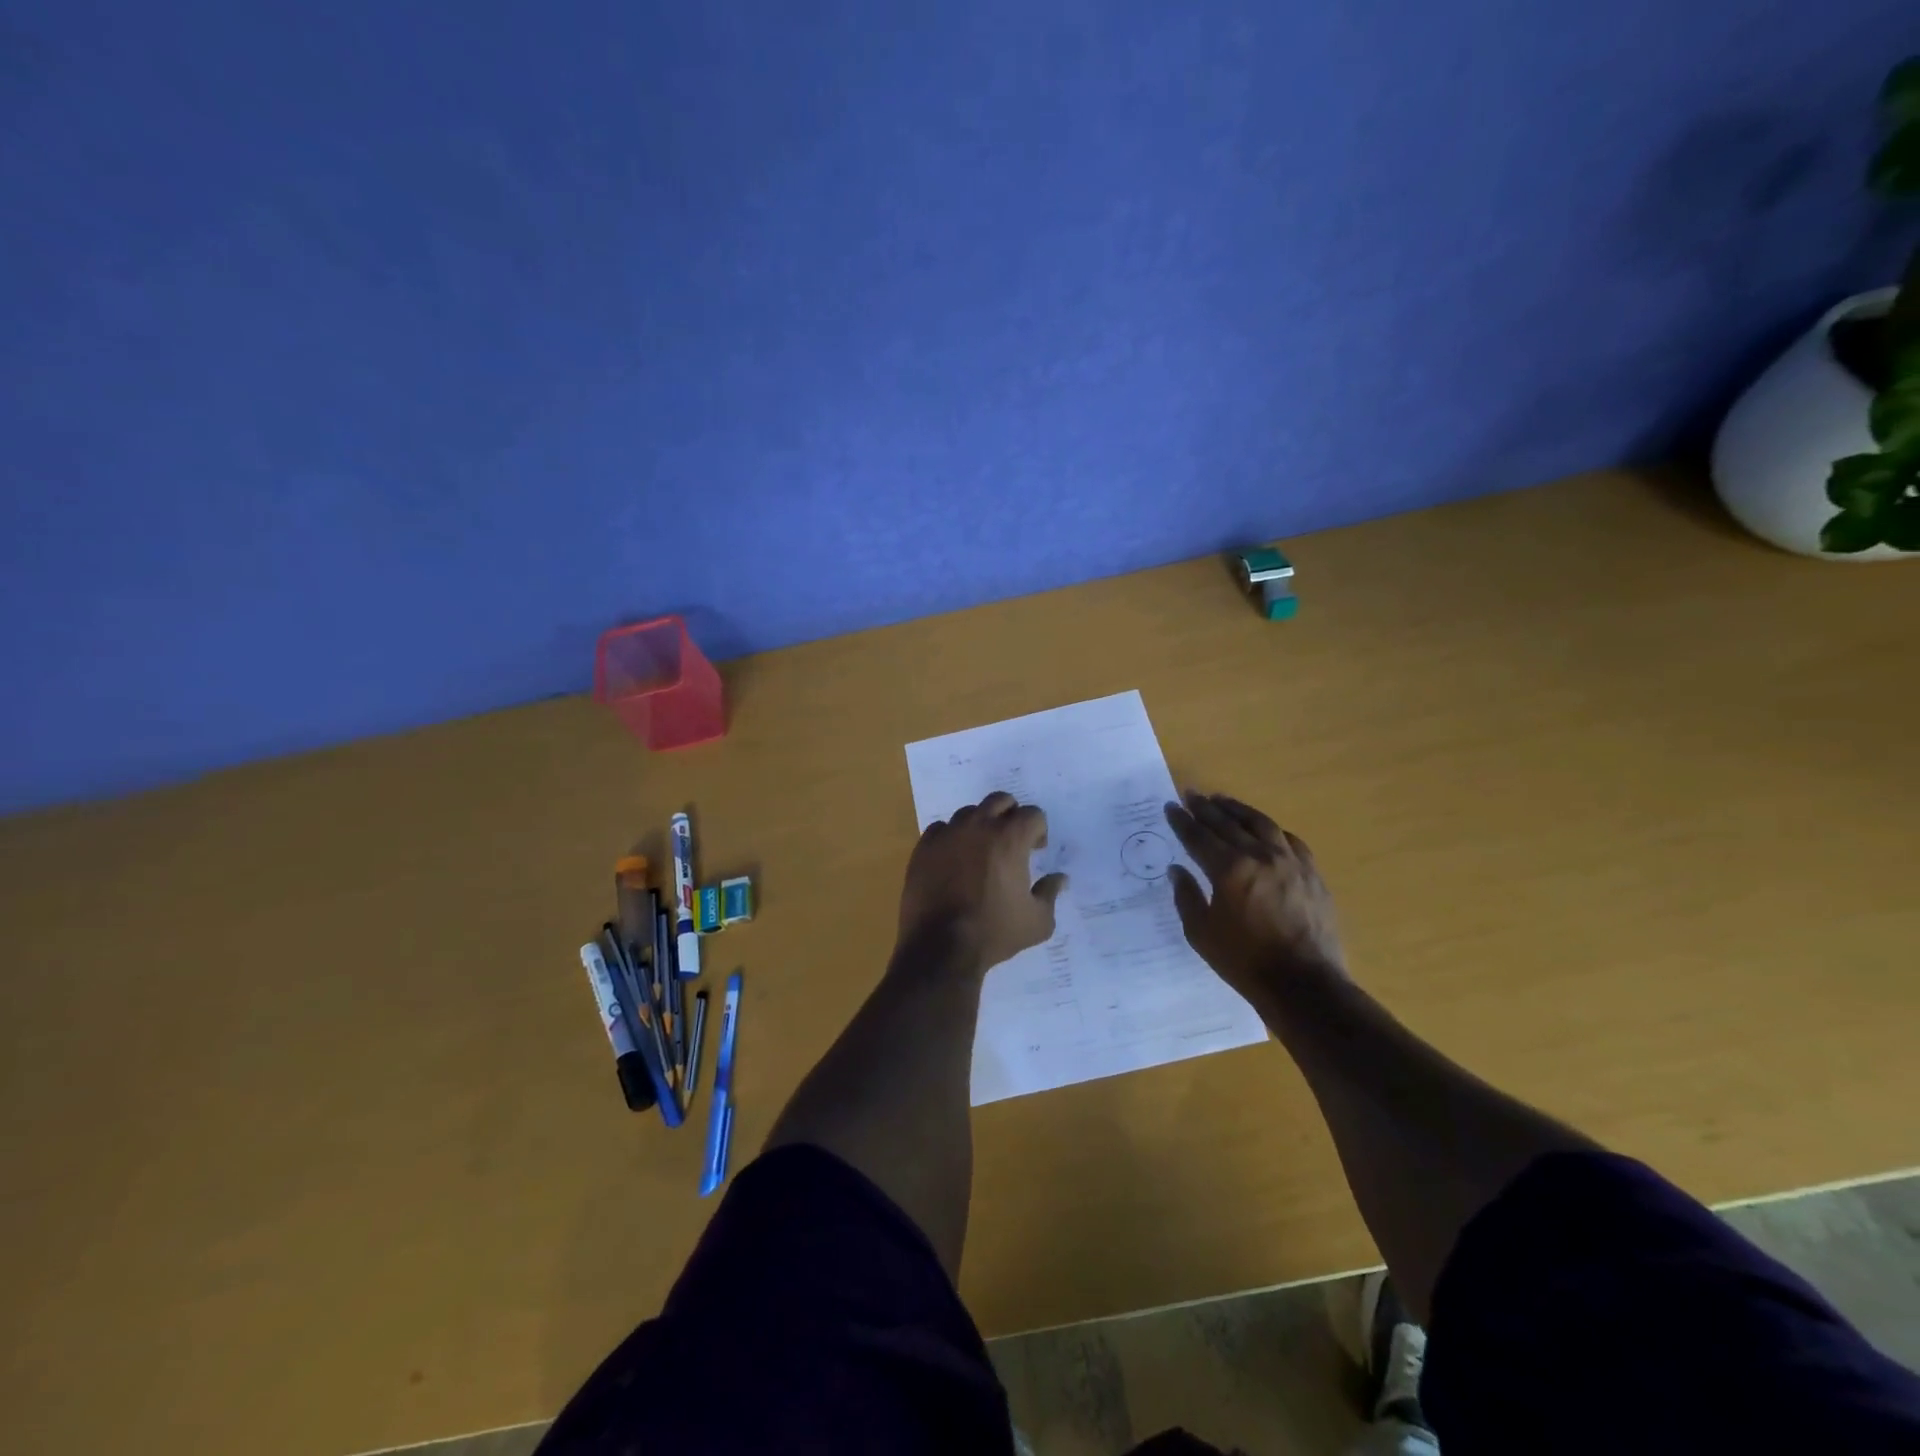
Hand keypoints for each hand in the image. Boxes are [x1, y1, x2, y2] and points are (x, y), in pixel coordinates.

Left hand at [898, 792, 1067, 970]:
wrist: (940, 947)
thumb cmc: (994, 933)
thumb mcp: (1038, 921)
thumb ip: (1051, 893)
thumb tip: (1060, 878)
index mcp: (1010, 838)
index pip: (1032, 814)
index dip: (1038, 830)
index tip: (1036, 850)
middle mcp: (978, 826)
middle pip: (1000, 800)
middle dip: (1011, 815)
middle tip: (1012, 842)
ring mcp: (948, 834)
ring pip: (969, 813)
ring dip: (981, 825)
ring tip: (981, 852)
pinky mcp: (924, 847)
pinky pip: (941, 829)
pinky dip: (952, 838)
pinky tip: (954, 860)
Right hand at [1163, 791, 1345, 999]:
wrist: (1305, 984)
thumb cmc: (1245, 961)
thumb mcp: (1201, 933)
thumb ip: (1187, 896)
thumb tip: (1177, 870)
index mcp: (1229, 869)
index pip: (1198, 837)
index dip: (1182, 821)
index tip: (1171, 807)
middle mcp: (1259, 856)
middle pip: (1228, 823)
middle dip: (1206, 808)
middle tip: (1191, 794)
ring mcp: (1290, 862)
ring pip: (1261, 824)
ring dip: (1238, 810)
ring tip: (1222, 800)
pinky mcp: (1312, 873)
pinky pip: (1289, 841)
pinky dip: (1271, 830)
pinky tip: (1264, 829)